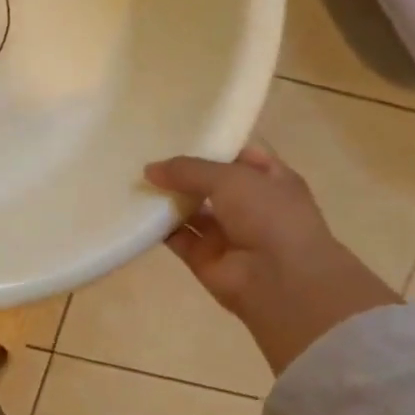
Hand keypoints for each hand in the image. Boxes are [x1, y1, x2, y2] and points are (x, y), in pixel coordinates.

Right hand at [144, 145, 400, 373]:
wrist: (281, 281)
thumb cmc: (269, 216)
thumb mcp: (231, 177)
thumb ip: (188, 170)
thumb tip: (149, 169)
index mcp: (270, 180)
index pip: (237, 156)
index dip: (210, 144)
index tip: (175, 133)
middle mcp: (249, 205)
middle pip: (208, 183)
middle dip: (181, 172)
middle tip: (144, 154)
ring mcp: (226, 232)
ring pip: (190, 209)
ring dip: (166, 197)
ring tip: (133, 178)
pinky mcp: (202, 256)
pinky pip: (176, 236)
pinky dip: (157, 226)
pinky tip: (134, 210)